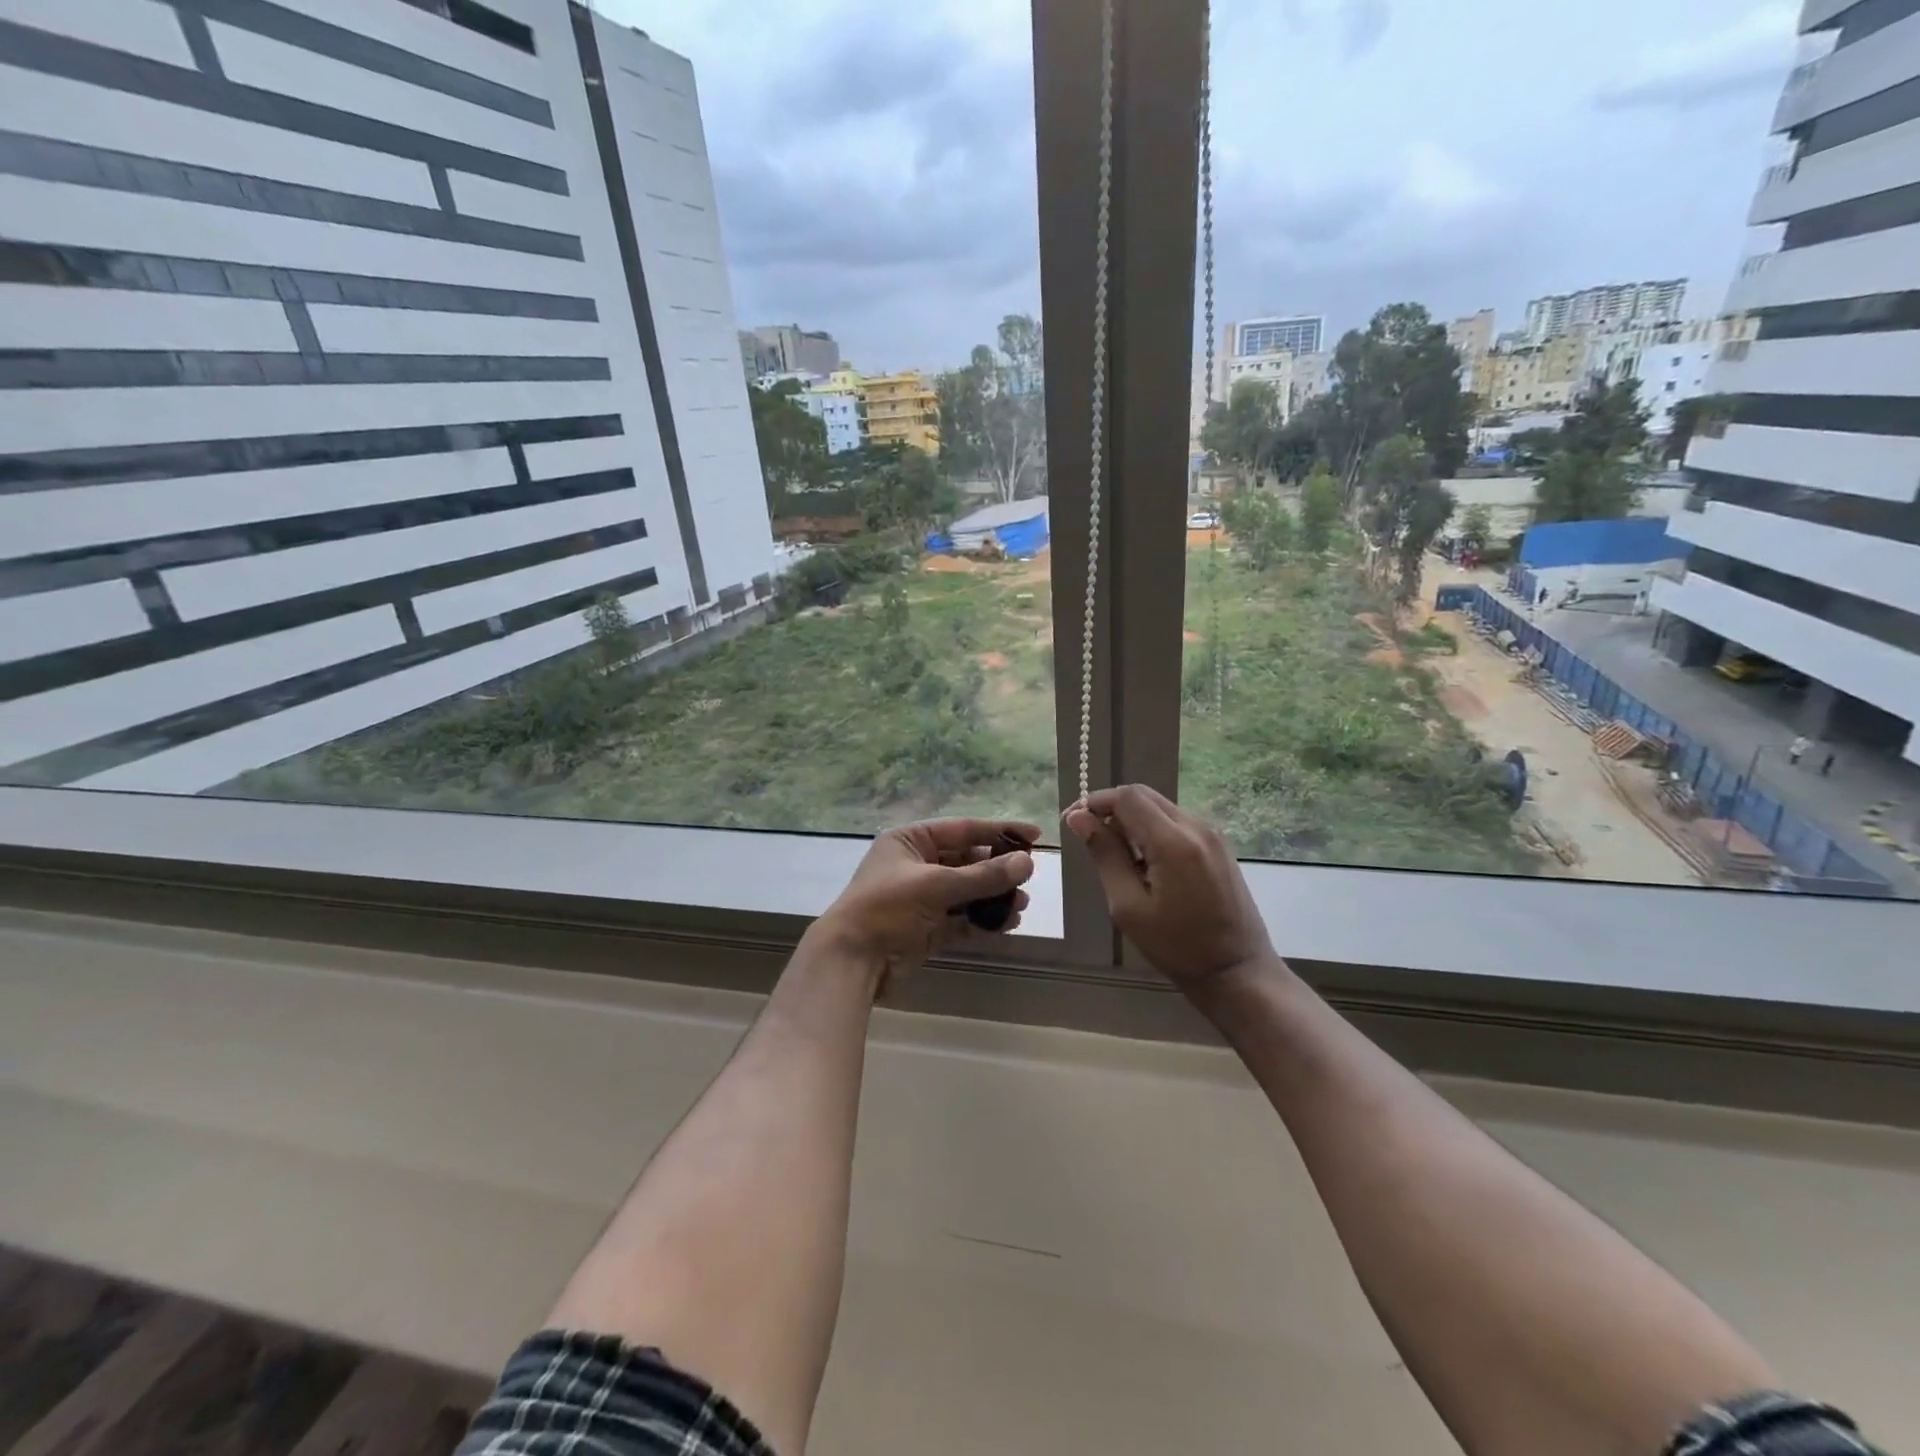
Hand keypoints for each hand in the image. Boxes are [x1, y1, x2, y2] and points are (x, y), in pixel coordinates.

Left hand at [811, 818, 1039, 992]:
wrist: (851, 961)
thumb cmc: (887, 908)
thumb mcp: (936, 885)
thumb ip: (984, 875)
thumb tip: (1027, 863)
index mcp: (910, 841)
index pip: (963, 829)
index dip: (999, 831)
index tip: (1034, 836)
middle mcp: (916, 865)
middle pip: (967, 861)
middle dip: (998, 871)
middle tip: (1028, 879)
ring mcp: (921, 898)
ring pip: (967, 891)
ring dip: (994, 898)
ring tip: (1020, 906)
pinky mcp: (926, 928)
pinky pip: (961, 918)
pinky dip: (982, 920)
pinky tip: (1006, 924)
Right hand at [1063, 785, 1272, 987]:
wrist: (1237, 971)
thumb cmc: (1177, 946)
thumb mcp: (1128, 906)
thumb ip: (1105, 855)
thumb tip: (1079, 819)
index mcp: (1174, 842)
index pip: (1127, 797)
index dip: (1094, 802)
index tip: (1072, 823)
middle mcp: (1196, 827)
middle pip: (1144, 796)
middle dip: (1111, 808)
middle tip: (1090, 838)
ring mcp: (1212, 834)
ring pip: (1160, 807)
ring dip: (1132, 820)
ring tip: (1116, 855)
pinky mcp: (1218, 846)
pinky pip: (1176, 822)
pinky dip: (1152, 830)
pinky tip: (1145, 862)